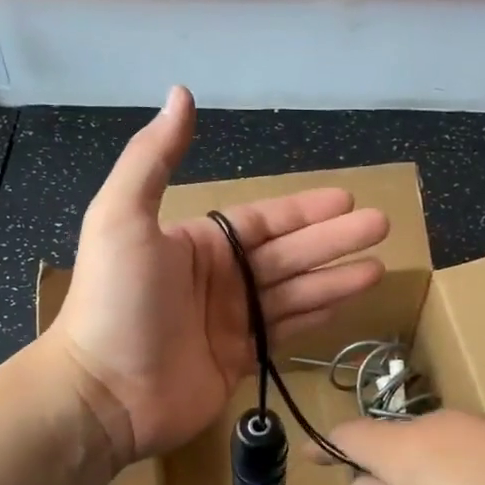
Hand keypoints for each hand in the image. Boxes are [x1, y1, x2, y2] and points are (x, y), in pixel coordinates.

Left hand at [48, 88, 389, 464]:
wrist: (103, 392)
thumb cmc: (116, 301)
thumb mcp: (122, 217)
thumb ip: (153, 157)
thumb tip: (180, 93)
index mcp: (198, 244)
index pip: (263, 221)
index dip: (305, 210)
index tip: (348, 199)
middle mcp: (218, 279)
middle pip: (288, 254)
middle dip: (334, 240)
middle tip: (382, 226)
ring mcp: (230, 322)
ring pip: (294, 293)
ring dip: (335, 278)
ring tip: (379, 267)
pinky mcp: (238, 361)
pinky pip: (285, 332)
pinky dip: (316, 317)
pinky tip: (347, 304)